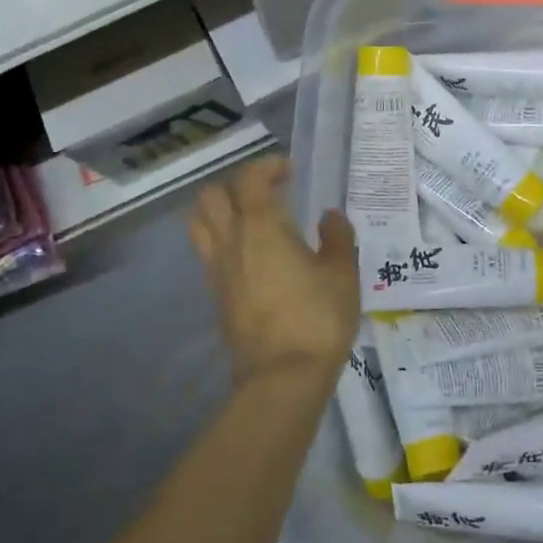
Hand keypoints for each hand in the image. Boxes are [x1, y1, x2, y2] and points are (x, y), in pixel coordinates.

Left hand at [189, 155, 359, 390]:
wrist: (282, 376)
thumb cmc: (318, 318)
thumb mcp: (342, 274)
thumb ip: (337, 238)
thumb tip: (329, 216)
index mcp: (262, 226)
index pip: (251, 179)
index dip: (267, 166)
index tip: (289, 171)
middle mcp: (231, 240)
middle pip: (212, 195)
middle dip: (236, 184)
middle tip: (266, 193)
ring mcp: (217, 269)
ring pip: (199, 223)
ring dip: (218, 211)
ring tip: (247, 218)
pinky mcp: (215, 295)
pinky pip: (207, 254)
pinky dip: (221, 241)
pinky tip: (247, 255)